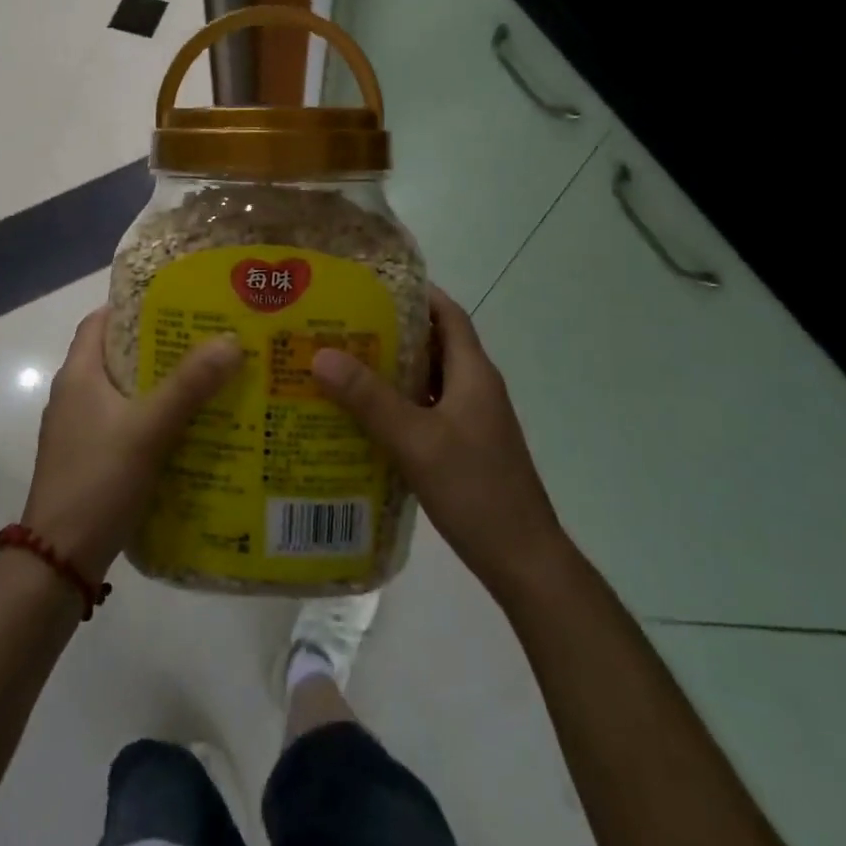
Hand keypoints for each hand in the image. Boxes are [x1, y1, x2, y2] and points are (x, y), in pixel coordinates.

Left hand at [21, 307, 242, 578]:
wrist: (58, 562)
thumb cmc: (98, 481)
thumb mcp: (148, 428)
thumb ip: (189, 385)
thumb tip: (231, 340)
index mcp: (78, 375)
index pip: (101, 320)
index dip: (135, 306)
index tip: (178, 302)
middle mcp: (74, 395)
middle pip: (119, 355)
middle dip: (161, 346)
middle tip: (209, 340)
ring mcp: (79, 430)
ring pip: (126, 392)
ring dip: (161, 385)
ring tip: (209, 380)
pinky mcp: (90, 459)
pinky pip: (126, 424)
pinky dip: (155, 418)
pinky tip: (190, 429)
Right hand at [312, 287, 561, 602]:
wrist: (524, 561)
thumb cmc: (475, 490)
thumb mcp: (416, 441)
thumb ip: (369, 399)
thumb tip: (321, 355)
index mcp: (473, 374)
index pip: (448, 315)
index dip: (416, 293)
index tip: (372, 284)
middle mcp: (475, 388)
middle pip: (434, 344)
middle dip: (391, 331)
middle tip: (342, 325)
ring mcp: (472, 420)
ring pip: (428, 380)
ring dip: (392, 370)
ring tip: (343, 364)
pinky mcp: (465, 447)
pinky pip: (427, 410)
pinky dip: (398, 404)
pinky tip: (364, 417)